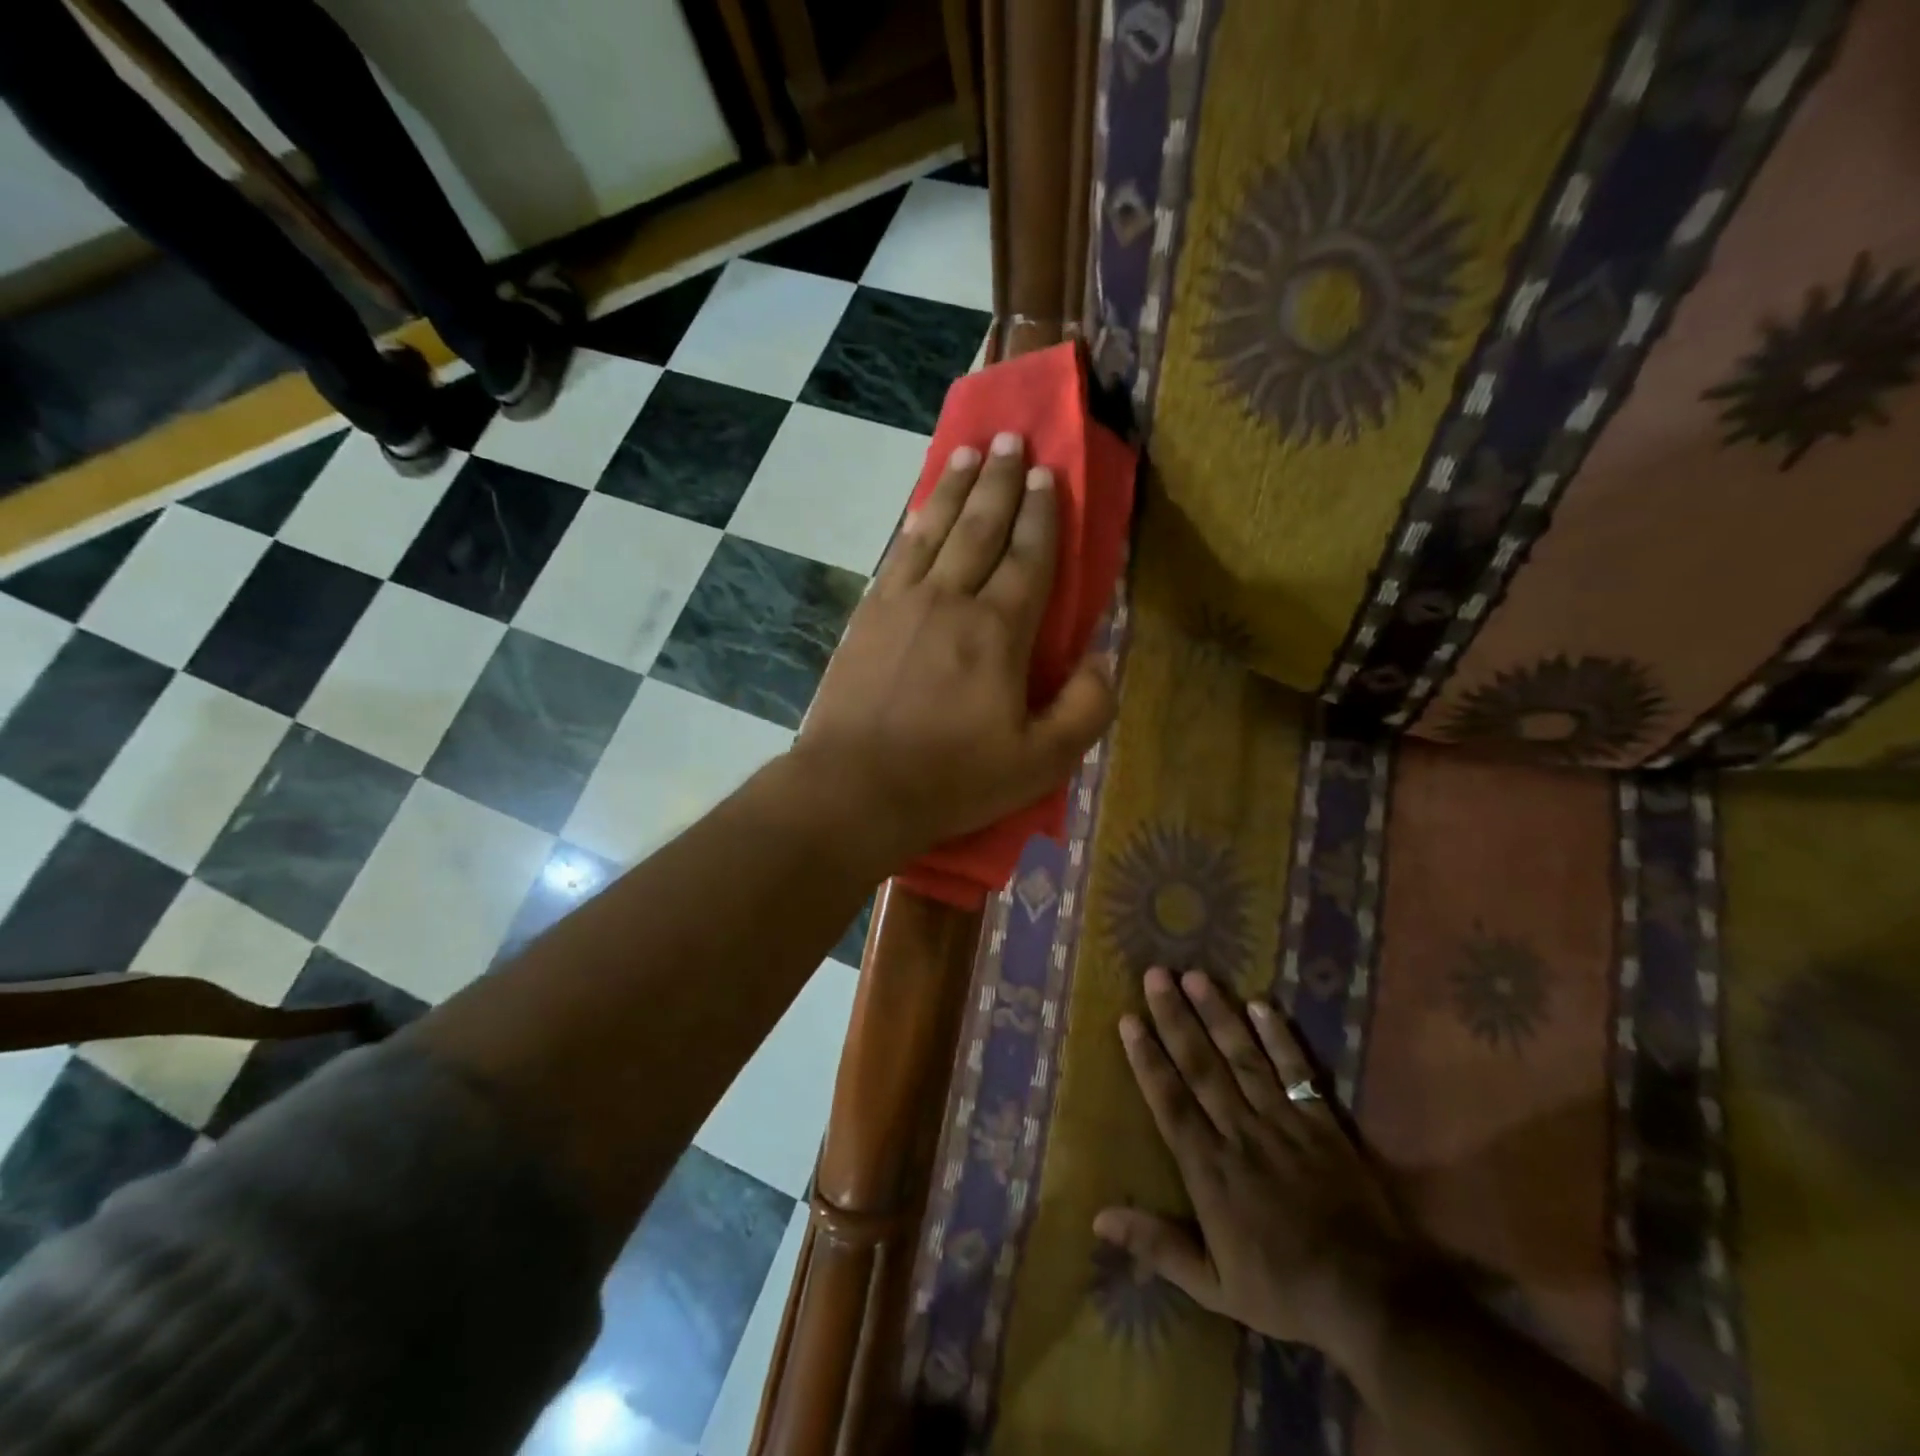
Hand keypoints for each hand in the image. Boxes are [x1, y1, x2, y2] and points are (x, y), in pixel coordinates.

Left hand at [792, 431, 1115, 864]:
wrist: (855, 788)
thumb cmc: (952, 779)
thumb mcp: (1039, 763)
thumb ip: (1085, 709)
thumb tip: (1104, 660)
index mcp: (998, 631)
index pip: (1029, 557)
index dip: (1042, 514)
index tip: (1049, 475)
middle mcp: (951, 599)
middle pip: (981, 527)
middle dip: (1001, 481)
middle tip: (1011, 440)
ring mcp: (902, 602)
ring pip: (936, 530)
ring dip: (956, 488)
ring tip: (970, 454)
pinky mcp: (867, 615)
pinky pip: (898, 554)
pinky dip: (915, 524)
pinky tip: (922, 509)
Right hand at [1096, 968, 1413, 1372]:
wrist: (1372, 1297)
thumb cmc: (1284, 1289)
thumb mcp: (1214, 1286)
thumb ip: (1158, 1245)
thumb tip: (1098, 1218)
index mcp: (1211, 1169)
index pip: (1171, 1101)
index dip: (1147, 1059)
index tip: (1129, 1020)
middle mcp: (1241, 1133)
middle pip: (1202, 1066)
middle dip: (1175, 1018)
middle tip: (1156, 976)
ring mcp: (1283, 1122)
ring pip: (1243, 1057)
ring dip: (1218, 1014)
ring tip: (1196, 976)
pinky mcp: (1321, 1122)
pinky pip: (1297, 1071)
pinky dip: (1279, 1038)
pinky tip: (1261, 1005)